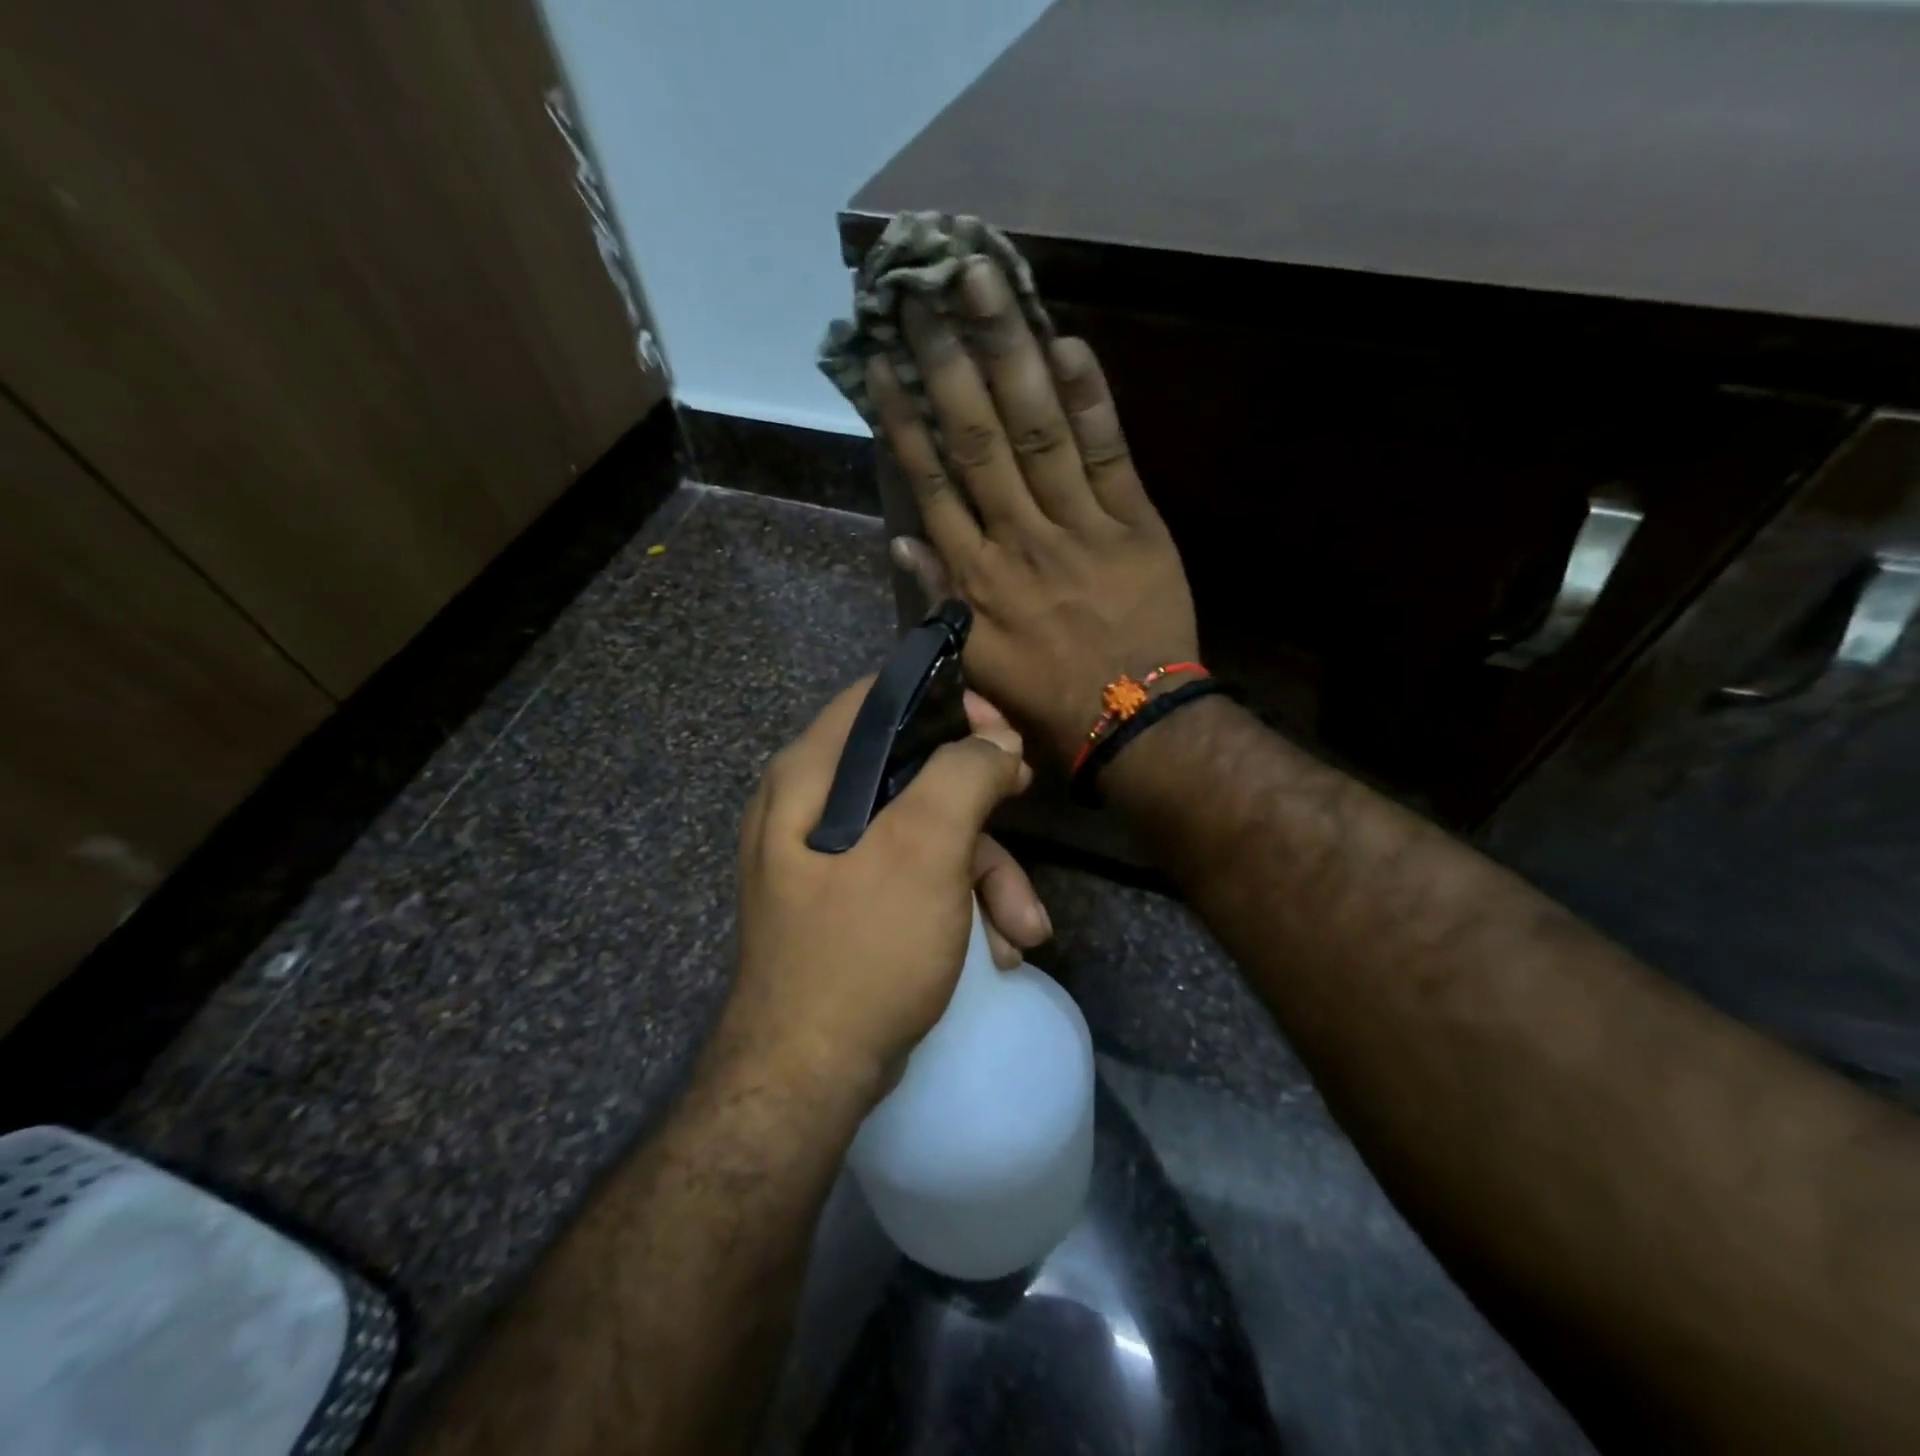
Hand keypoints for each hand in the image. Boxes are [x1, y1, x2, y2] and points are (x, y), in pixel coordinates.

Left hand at [718, 677, 1045, 1106]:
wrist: (808, 1080)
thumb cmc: (863, 949)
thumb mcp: (922, 851)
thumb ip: (962, 777)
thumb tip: (996, 741)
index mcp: (809, 777)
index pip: (879, 702)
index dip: (945, 703)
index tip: (1000, 729)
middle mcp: (810, 808)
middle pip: (911, 770)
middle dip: (980, 803)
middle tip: (1025, 798)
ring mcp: (829, 861)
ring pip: (923, 833)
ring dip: (985, 875)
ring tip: (1024, 928)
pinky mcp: (851, 906)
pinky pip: (914, 879)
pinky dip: (960, 906)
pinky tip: (998, 950)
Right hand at [866, 259, 1198, 766]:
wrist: (1134, 720)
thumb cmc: (1047, 698)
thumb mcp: (974, 663)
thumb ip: (935, 598)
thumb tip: (900, 537)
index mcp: (977, 578)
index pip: (932, 484)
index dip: (904, 420)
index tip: (881, 362)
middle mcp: (1019, 540)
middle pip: (978, 440)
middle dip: (947, 362)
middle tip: (922, 289)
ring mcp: (1080, 527)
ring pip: (1038, 431)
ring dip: (1009, 354)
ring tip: (984, 284)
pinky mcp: (1135, 524)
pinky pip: (1109, 453)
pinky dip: (1090, 400)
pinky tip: (1068, 342)